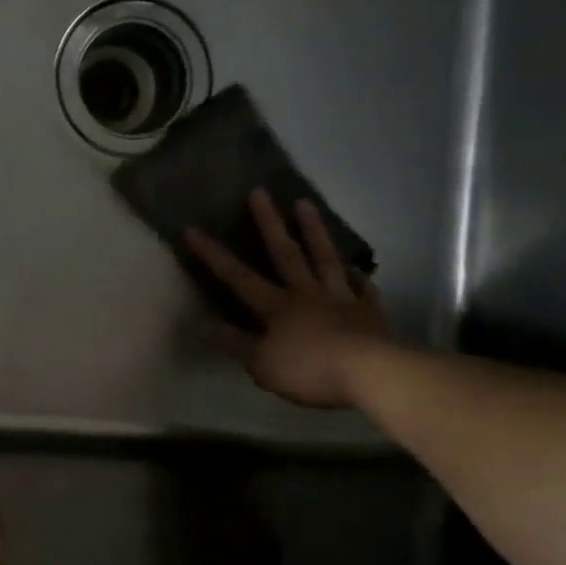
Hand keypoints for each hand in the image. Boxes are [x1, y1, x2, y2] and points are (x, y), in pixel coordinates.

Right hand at [185, 192, 391, 408]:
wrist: (372, 373)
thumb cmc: (309, 370)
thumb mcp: (262, 364)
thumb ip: (235, 343)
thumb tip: (204, 324)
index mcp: (276, 307)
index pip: (237, 276)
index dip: (213, 254)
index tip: (193, 229)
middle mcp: (305, 294)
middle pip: (285, 253)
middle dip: (269, 222)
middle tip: (260, 191)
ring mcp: (340, 299)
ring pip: (324, 258)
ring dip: (314, 230)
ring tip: (305, 203)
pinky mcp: (369, 311)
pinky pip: (362, 288)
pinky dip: (357, 276)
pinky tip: (354, 267)